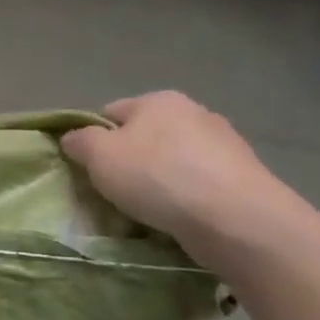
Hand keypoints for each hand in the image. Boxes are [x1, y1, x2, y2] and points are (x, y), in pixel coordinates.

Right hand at [60, 91, 302, 254]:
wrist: (237, 219)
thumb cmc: (158, 177)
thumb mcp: (99, 155)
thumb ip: (79, 141)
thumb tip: (74, 138)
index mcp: (158, 100)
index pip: (110, 113)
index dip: (93, 140)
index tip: (88, 169)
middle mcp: (194, 112)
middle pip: (144, 137)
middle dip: (128, 161)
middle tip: (114, 192)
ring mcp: (225, 144)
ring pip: (173, 161)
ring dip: (158, 181)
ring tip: (147, 211)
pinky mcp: (245, 177)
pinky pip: (199, 184)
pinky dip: (185, 197)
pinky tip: (179, 218)